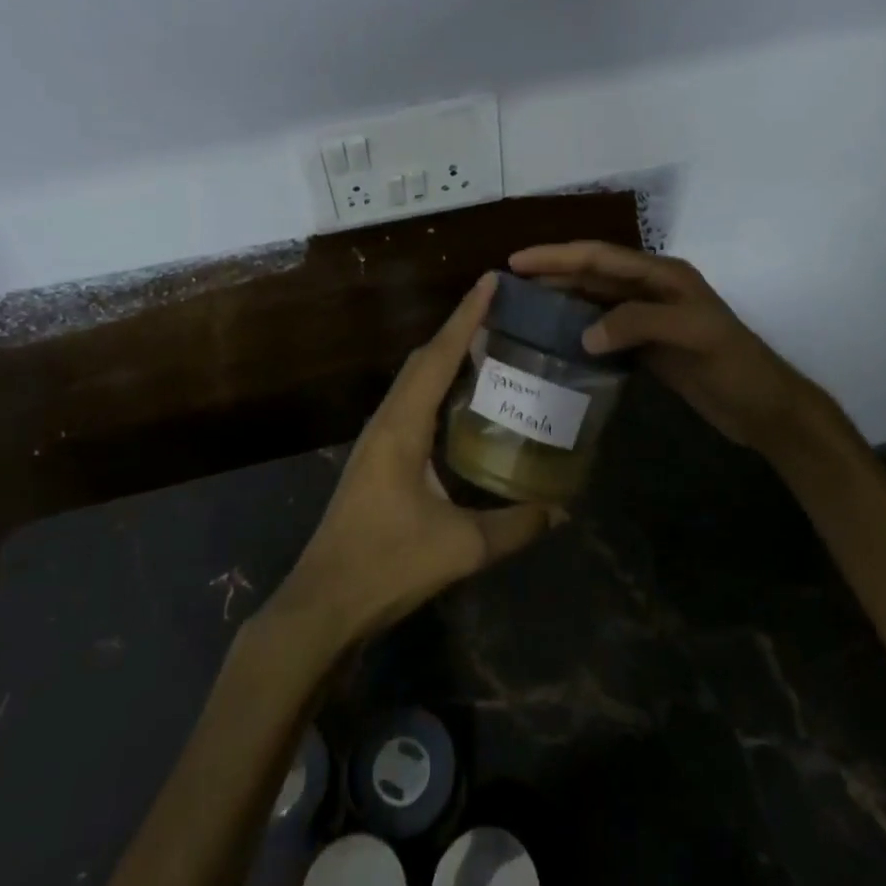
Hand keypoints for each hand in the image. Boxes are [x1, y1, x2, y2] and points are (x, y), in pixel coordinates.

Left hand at [268, 274, 560, 648]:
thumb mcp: (461, 547)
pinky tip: (462, 405)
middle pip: (424, 360)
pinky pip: (411, 406)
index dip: (466, 317)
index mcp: (402, 427)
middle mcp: (386, 422)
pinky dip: (437, 389)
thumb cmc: (386, 565)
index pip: (438, 357)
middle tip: (500, 312)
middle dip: (459, 330)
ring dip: (446, 358)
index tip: (490, 281)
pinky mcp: (377, 460)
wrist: (323, 604)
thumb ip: (516, 526)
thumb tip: (562, 510)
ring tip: (488, 347)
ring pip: (414, 382)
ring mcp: (377, 441)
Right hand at [509, 241, 858, 460]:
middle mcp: (652, 289)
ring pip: (596, 300)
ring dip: (562, 299)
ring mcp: (649, 318)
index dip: (559, 256)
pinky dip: (578, 329)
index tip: (517, 261)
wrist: (764, 408)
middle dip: (553, 273)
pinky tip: (556, 339)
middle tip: (509, 282)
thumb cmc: (735, 365)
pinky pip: (605, 329)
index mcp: (663, 275)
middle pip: (593, 274)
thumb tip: (583, 334)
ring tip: (523, 306)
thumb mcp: (693, 335)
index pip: (601, 257)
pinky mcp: (648, 346)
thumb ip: (638, 324)